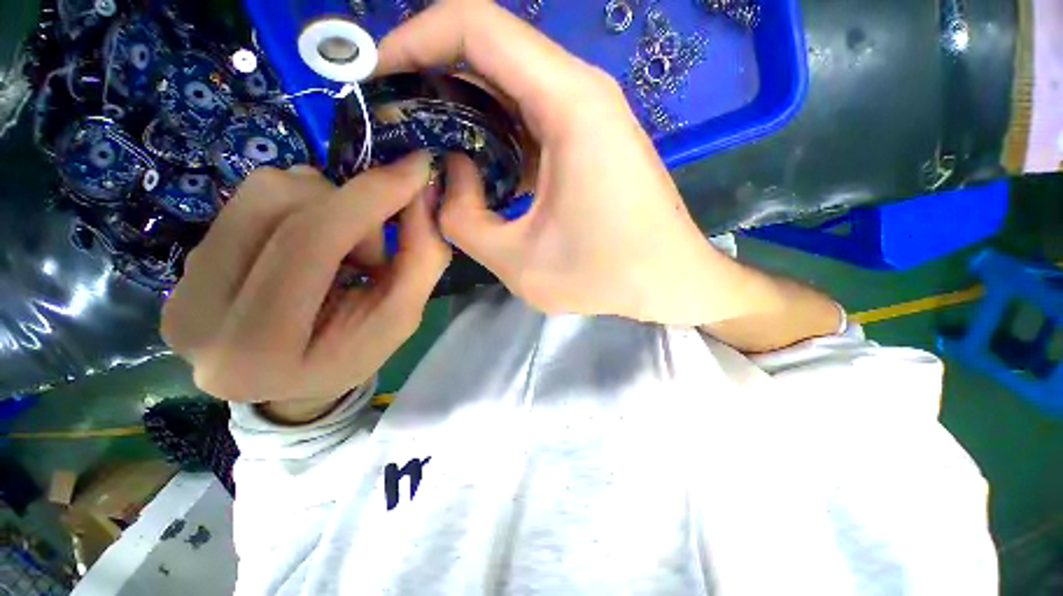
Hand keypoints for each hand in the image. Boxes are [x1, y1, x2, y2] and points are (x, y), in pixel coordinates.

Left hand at [161, 154, 450, 413]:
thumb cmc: (356, 356)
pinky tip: (309, 249)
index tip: (415, 166)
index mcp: (259, 348)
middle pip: (277, 201)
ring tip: (340, 252)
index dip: (368, 196)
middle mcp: (197, 314)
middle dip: (348, 208)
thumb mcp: (402, 316)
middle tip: (372, 249)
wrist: (294, 384)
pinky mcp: (182, 266)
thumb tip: (421, 186)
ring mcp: (179, 286)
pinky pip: (249, 201)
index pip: (309, 242)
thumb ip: (421, 257)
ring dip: (322, 207)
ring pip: (260, 190)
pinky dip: (298, 210)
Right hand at [379, 0, 746, 324]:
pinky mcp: (590, 139)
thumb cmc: (607, 275)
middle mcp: (581, 92)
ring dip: (462, 107)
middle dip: (432, 75)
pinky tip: (476, 165)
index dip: (414, 39)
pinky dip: (493, 131)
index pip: (475, 27)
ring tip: (425, 143)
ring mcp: (588, 115)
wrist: (670, 279)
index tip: (376, 75)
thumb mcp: (520, 263)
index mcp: (569, 104)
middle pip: (490, 51)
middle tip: (394, 118)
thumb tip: (445, 179)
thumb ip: (464, 220)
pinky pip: (529, 116)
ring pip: (509, 85)